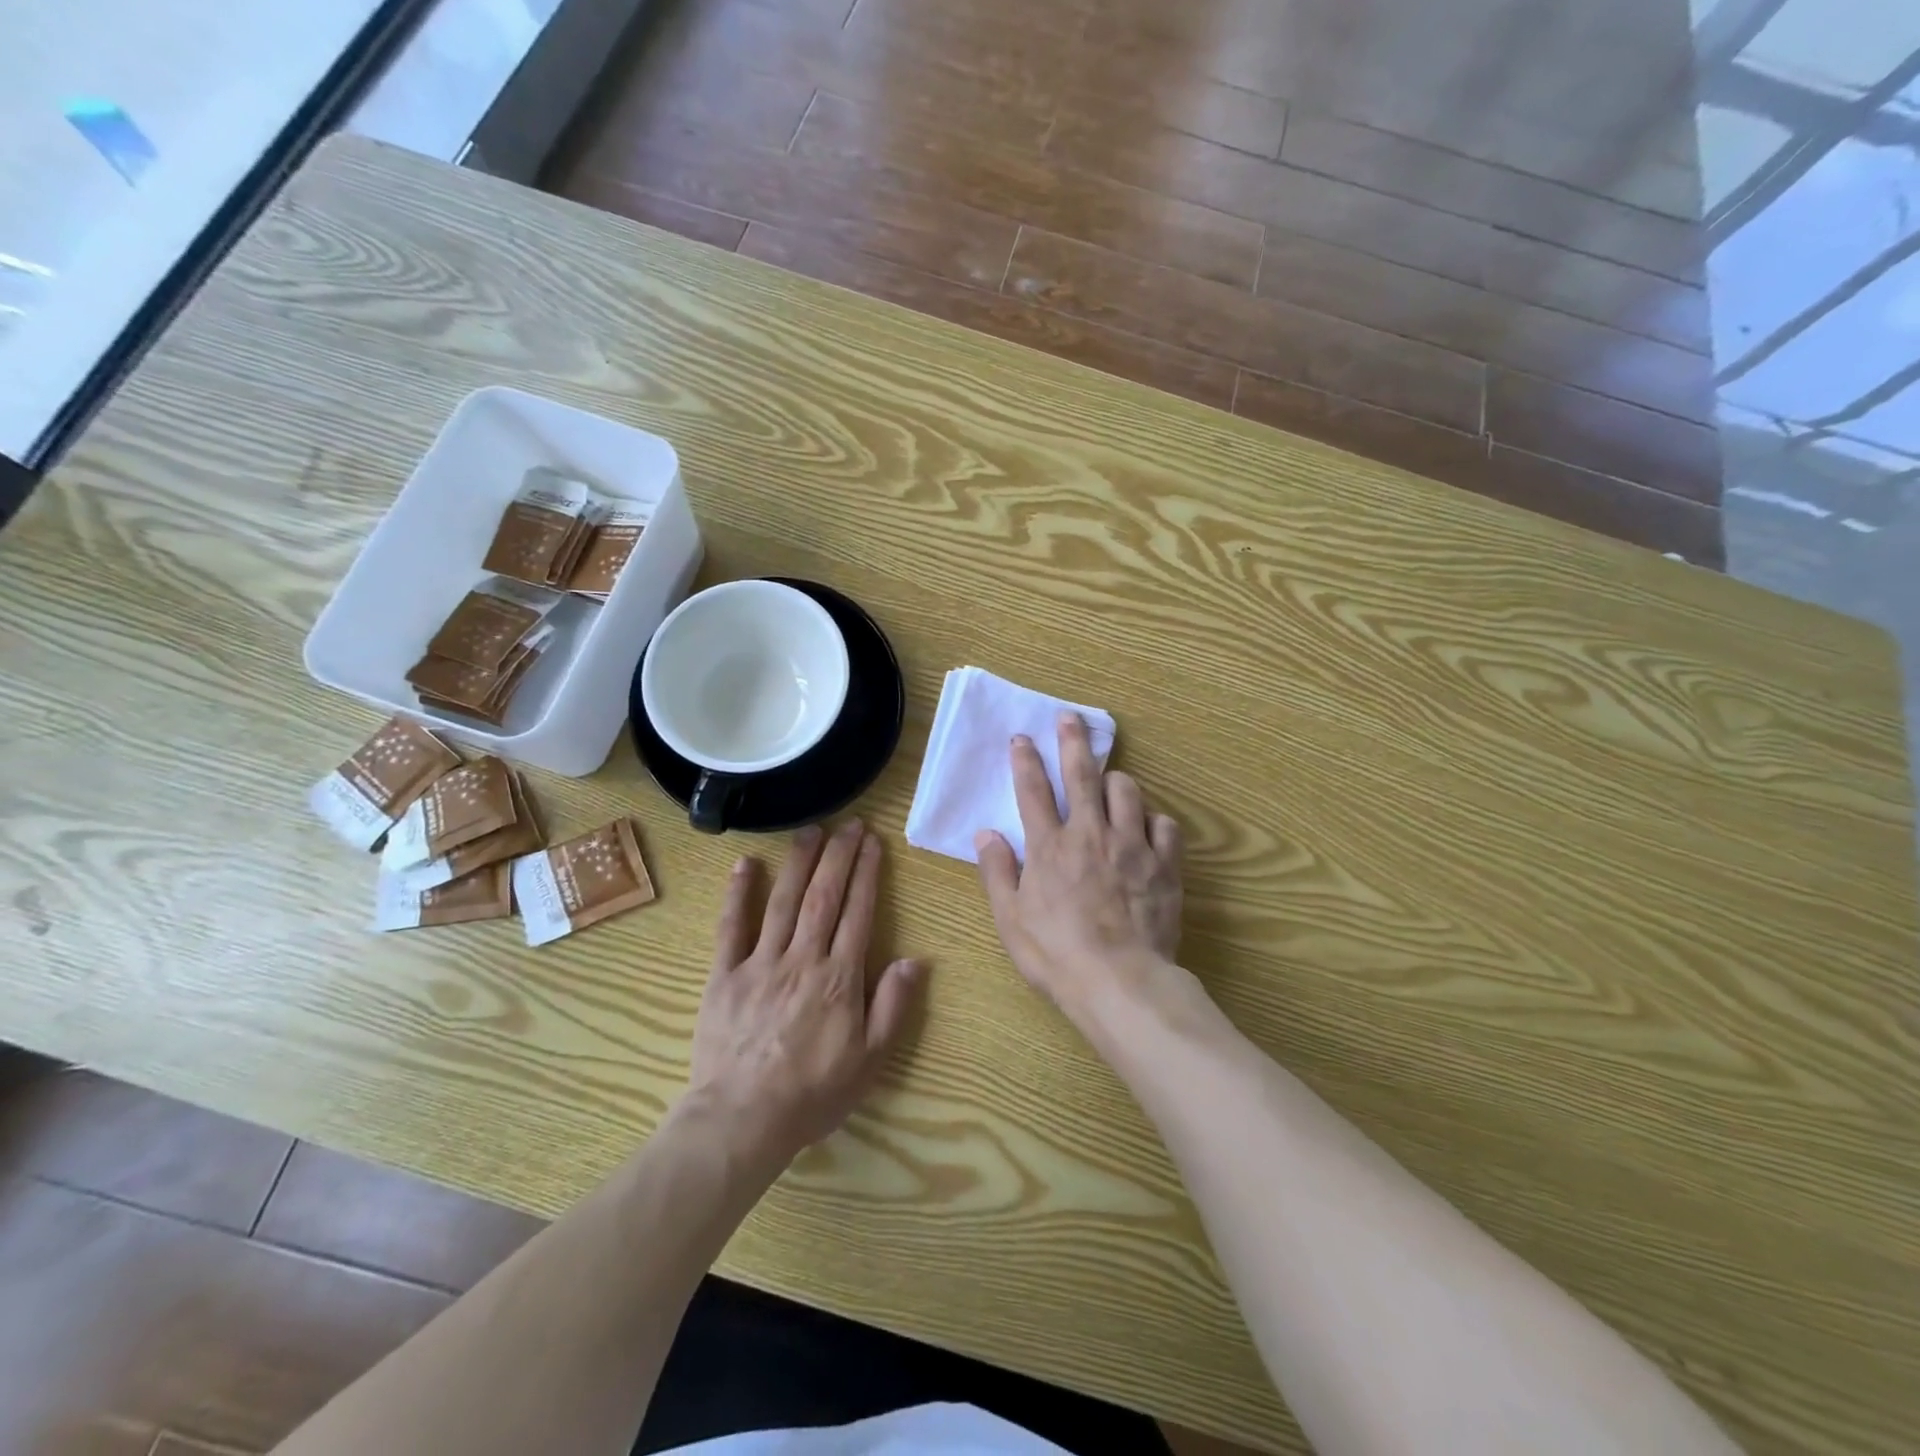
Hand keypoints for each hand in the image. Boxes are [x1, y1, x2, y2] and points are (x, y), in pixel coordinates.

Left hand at [688, 820, 925, 1163]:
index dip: (867, 874)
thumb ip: (893, 1007)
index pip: (857, 913)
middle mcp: (802, 959)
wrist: (742, 1120)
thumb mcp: (870, 1061)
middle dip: (838, 856)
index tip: (873, 843)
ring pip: (783, 901)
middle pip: (824, 896)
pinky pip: (730, 927)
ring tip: (811, 830)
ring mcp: (760, 963)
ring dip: (798, 862)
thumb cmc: (813, 1094)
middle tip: (849, 824)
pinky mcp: (724, 975)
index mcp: (839, 978)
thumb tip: (915, 959)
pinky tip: (744, 864)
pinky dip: (737, 893)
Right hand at [975, 713, 1183, 1017]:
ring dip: (1117, 781)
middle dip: (1073, 741)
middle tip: (1071, 719)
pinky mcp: (1164, 864)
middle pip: (1081, 775)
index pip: (1032, 790)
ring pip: (1128, 790)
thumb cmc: (1055, 954)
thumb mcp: (1010, 918)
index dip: (1025, 760)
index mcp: (1049, 846)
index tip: (1021, 737)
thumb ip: (997, 870)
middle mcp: (1089, 834)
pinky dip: (1154, 822)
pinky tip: (1148, 830)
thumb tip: (986, 832)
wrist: (1119, 982)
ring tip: (1111, 784)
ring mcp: (1131, 846)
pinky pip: (1165, 825)